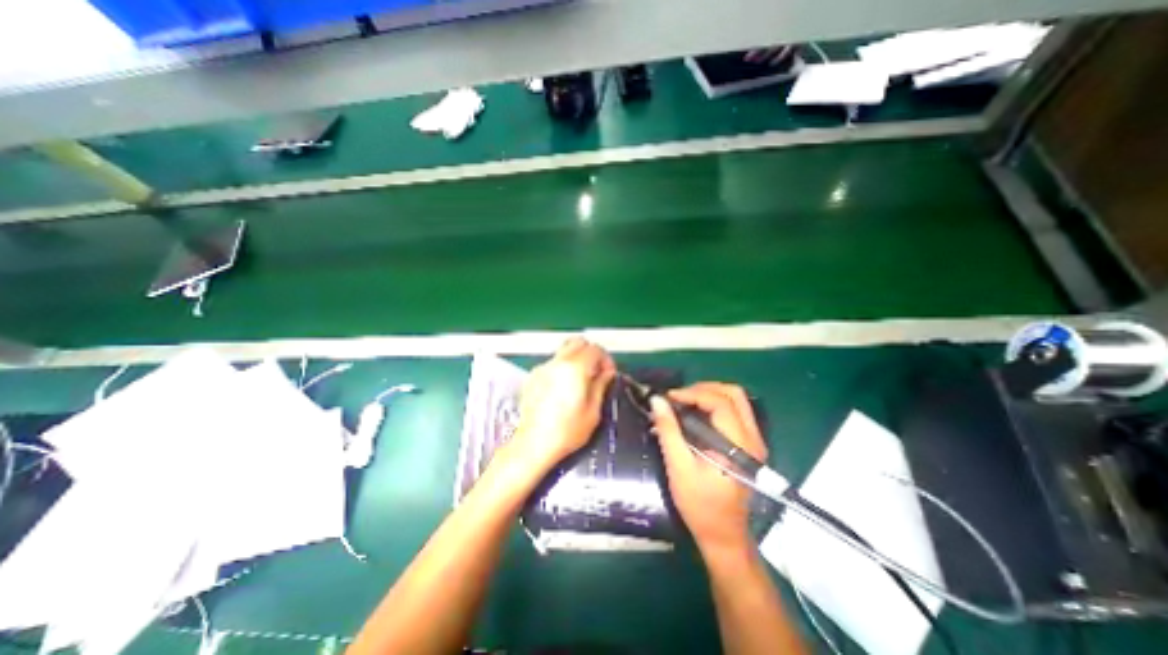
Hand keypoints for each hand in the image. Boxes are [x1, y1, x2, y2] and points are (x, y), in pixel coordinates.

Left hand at [512, 337, 618, 476]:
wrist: (533, 444)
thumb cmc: (567, 432)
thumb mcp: (593, 411)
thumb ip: (601, 385)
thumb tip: (606, 373)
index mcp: (575, 369)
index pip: (595, 349)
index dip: (606, 359)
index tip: (608, 373)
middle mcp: (557, 363)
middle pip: (578, 342)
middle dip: (590, 353)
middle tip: (596, 371)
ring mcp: (542, 368)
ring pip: (563, 351)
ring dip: (576, 359)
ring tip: (580, 380)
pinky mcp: (532, 377)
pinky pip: (552, 363)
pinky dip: (561, 368)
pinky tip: (562, 388)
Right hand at [649, 384, 768, 563]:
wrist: (724, 536)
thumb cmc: (700, 506)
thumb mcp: (679, 468)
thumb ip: (669, 431)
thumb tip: (657, 401)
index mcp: (739, 445)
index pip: (720, 403)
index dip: (692, 393)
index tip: (669, 397)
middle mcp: (753, 438)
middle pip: (733, 394)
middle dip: (703, 388)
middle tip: (678, 397)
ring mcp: (754, 440)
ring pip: (736, 400)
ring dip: (708, 394)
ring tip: (683, 403)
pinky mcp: (748, 444)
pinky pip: (734, 411)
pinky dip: (713, 405)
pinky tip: (694, 414)